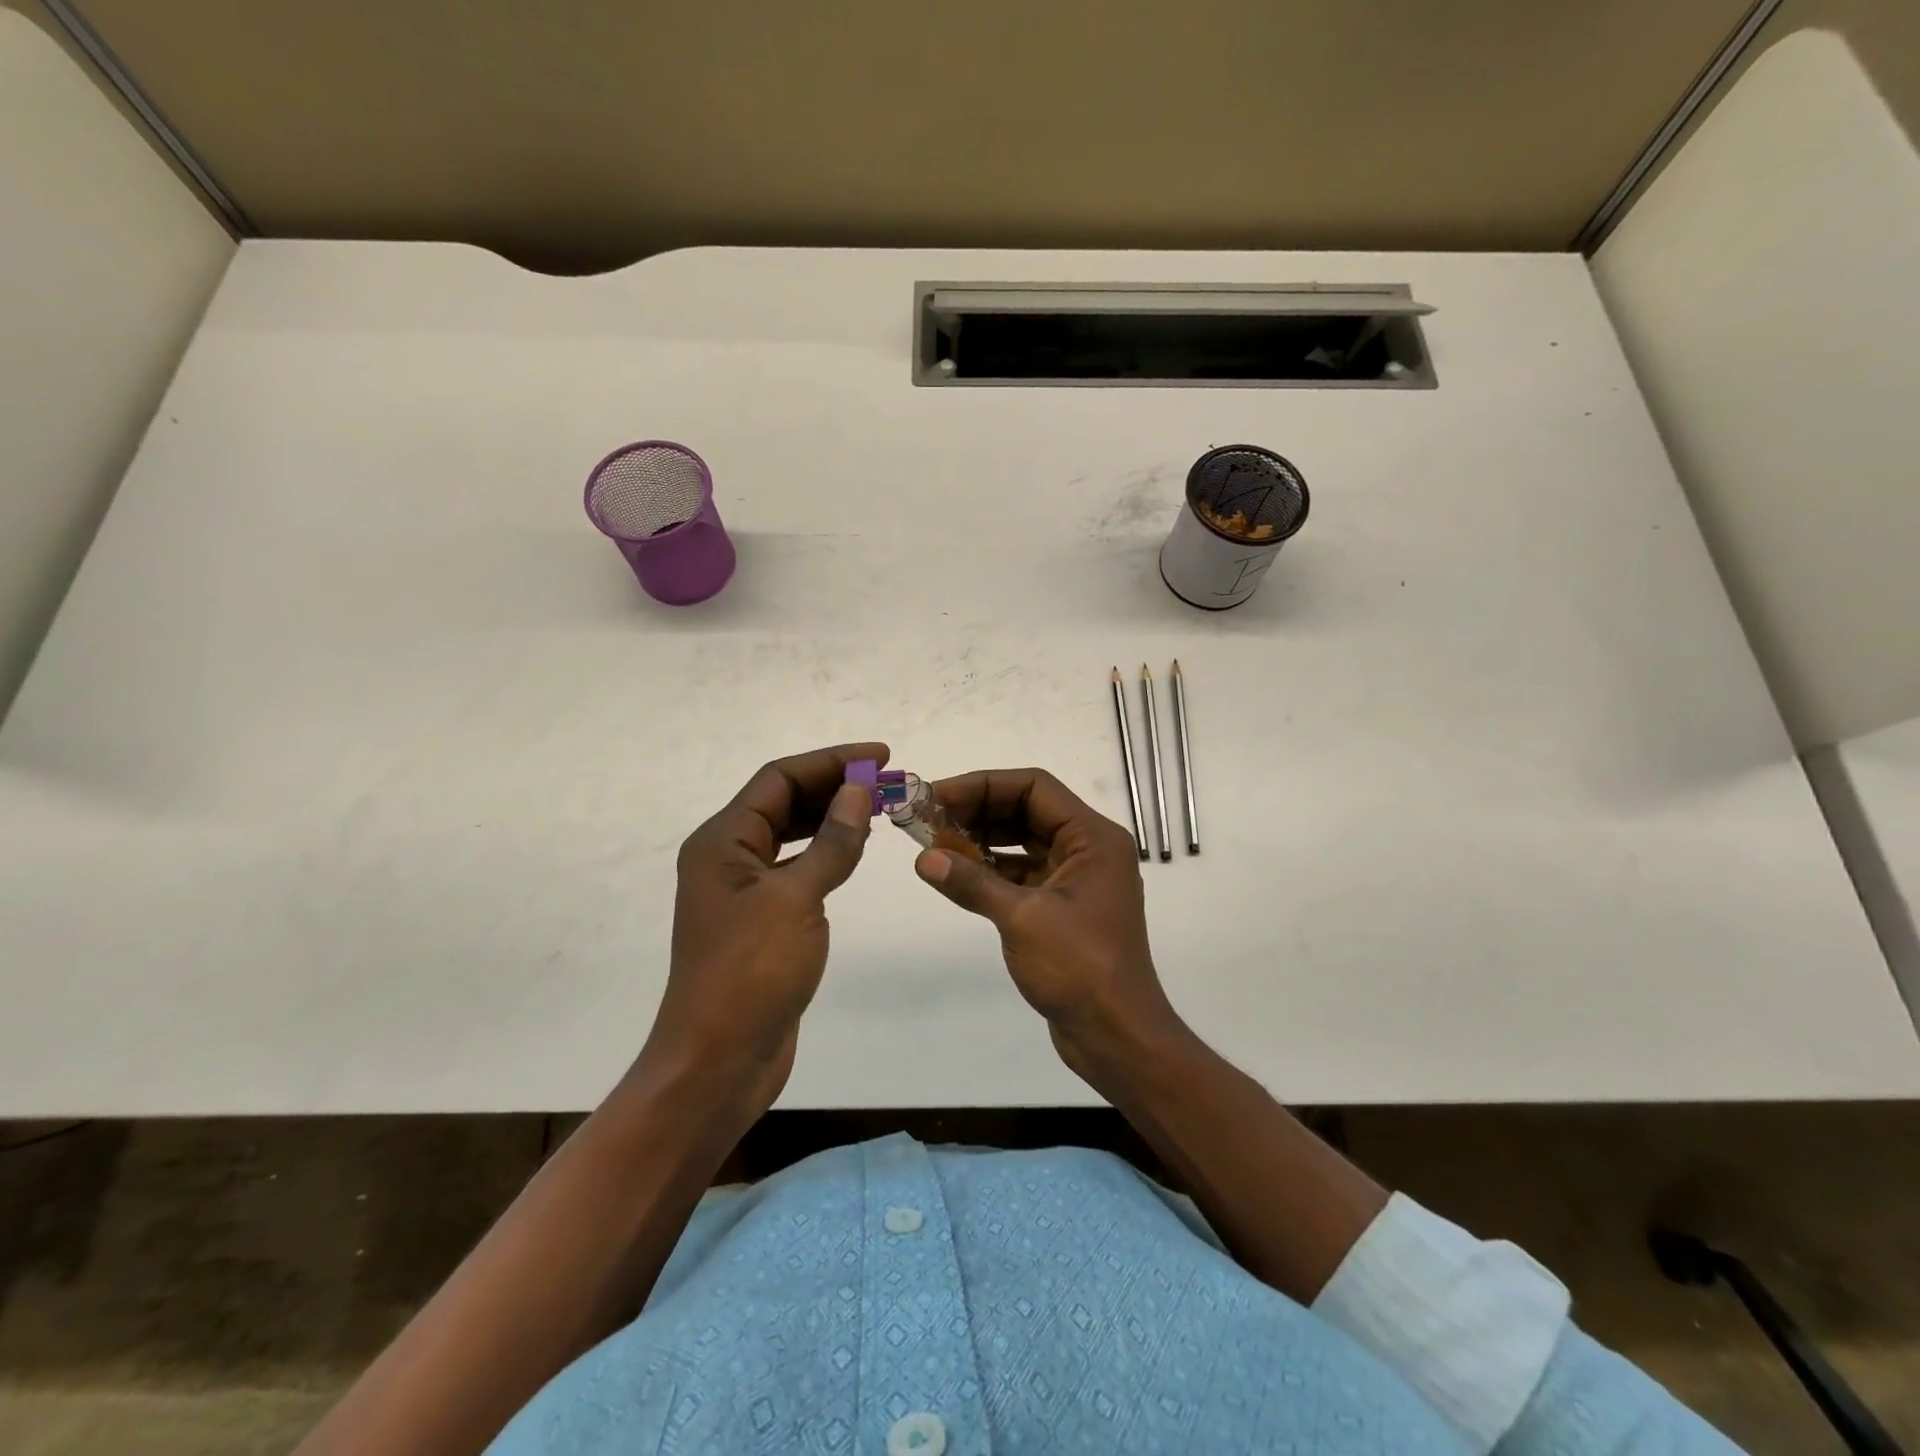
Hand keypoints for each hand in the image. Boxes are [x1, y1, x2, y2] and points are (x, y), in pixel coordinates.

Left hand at [637, 742, 887, 1122]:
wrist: (718, 1062)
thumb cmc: (750, 974)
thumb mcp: (796, 899)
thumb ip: (831, 842)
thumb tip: (859, 790)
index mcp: (723, 841)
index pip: (779, 778)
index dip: (831, 760)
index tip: (881, 755)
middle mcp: (728, 857)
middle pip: (784, 801)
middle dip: (835, 786)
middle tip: (888, 782)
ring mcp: (743, 890)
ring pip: (791, 835)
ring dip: (832, 817)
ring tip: (878, 808)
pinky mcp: (762, 920)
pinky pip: (796, 868)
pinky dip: (825, 852)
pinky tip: (854, 851)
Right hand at [913, 768, 1184, 1083]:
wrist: (1117, 1036)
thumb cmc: (1080, 968)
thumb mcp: (1022, 919)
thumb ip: (972, 883)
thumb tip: (924, 859)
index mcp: (1093, 838)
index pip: (1034, 787)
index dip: (984, 785)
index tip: (939, 795)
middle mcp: (1088, 849)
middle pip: (1027, 810)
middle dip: (978, 810)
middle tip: (929, 818)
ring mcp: (1076, 878)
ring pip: (1023, 841)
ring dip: (982, 839)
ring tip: (935, 842)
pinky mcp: (1062, 906)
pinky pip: (1022, 872)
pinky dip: (991, 869)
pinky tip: (957, 873)